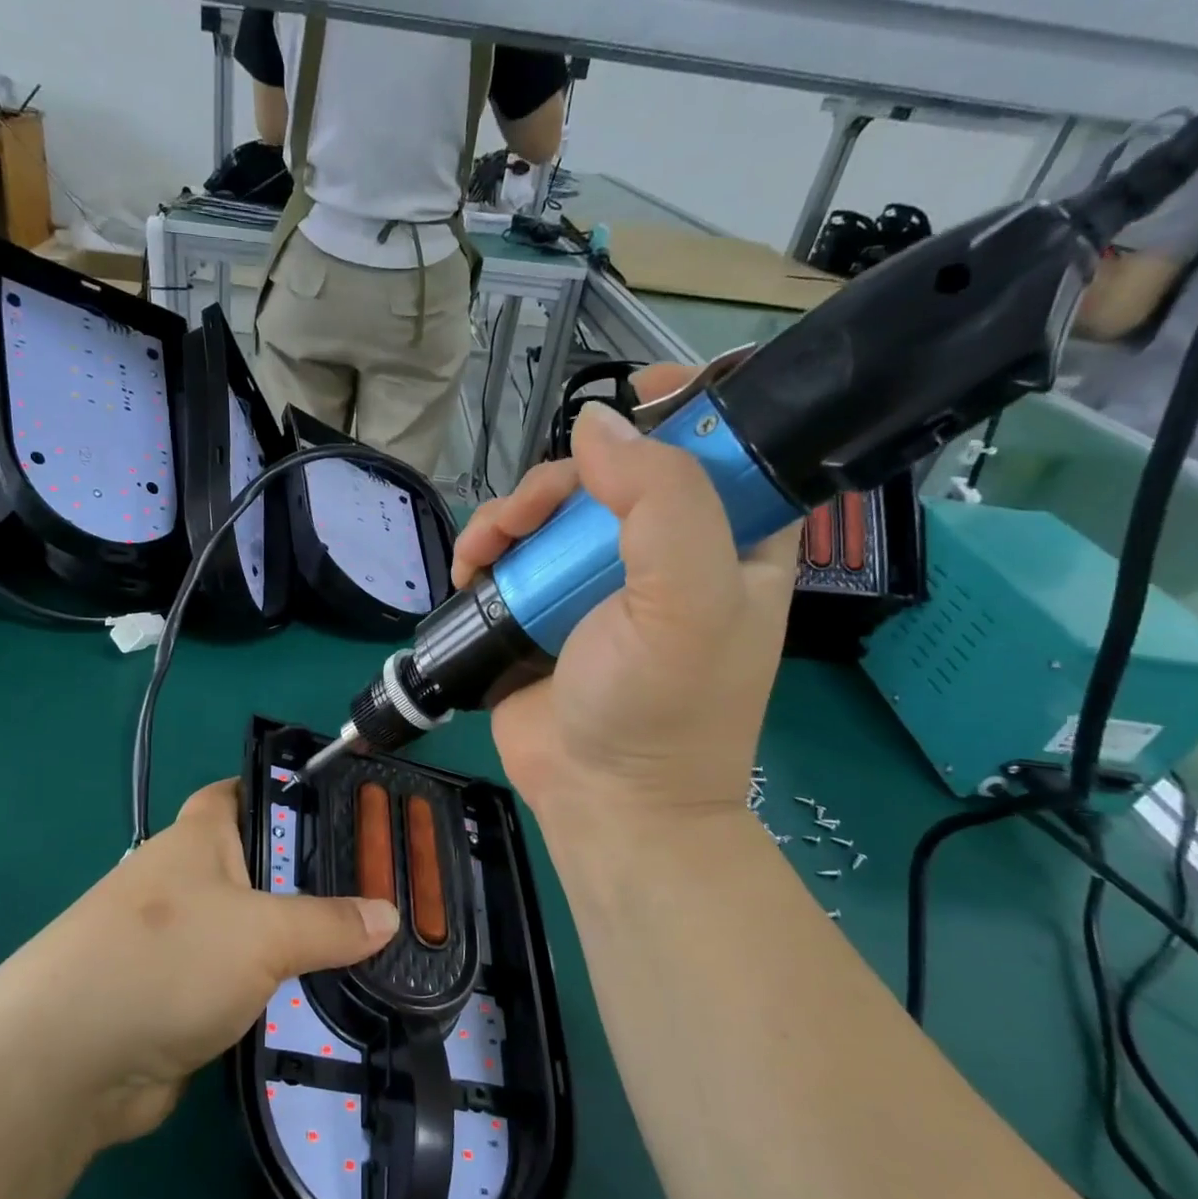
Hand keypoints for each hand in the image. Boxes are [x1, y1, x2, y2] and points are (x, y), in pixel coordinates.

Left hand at [0, 781, 397, 1146]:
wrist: (65, 1066)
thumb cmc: (165, 961)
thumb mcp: (261, 933)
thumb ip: (330, 923)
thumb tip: (389, 914)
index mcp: (200, 837)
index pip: (248, 792)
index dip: (292, 793)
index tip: (348, 810)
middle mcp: (190, 880)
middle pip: (265, 867)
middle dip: (318, 880)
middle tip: (385, 891)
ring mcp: (185, 941)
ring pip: (260, 931)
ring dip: (303, 945)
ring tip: (374, 951)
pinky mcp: (184, 997)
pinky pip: (247, 984)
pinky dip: (280, 992)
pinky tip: (330, 1004)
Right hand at [453, 364, 801, 829]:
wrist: (602, 801)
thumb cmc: (664, 707)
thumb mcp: (688, 601)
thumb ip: (661, 500)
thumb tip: (595, 425)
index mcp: (728, 542)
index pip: (722, 447)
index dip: (685, 410)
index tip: (636, 397)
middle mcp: (661, 554)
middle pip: (609, 474)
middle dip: (560, 481)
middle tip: (528, 516)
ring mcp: (592, 582)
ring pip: (548, 512)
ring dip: (508, 517)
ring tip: (482, 554)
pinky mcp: (539, 610)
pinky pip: (510, 556)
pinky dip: (484, 553)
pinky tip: (469, 572)